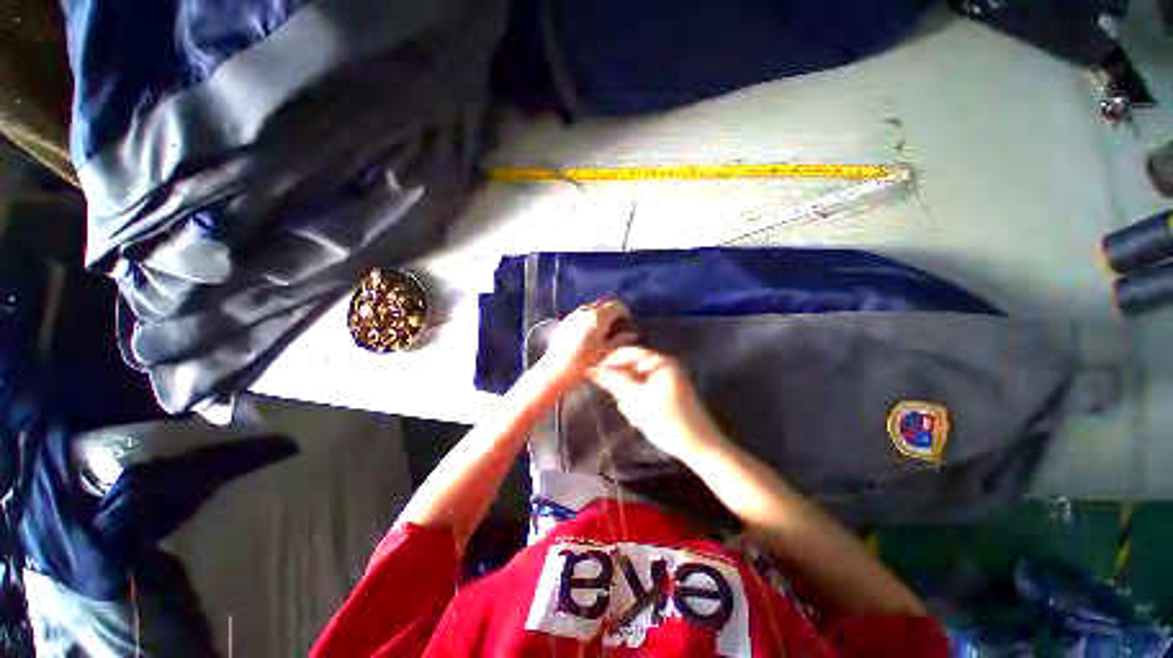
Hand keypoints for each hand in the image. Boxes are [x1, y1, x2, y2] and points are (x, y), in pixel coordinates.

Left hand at [537, 301, 635, 389]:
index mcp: (598, 317)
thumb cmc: (585, 363)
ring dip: (600, 315)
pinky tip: (587, 334)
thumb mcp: (607, 352)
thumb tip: (632, 334)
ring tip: (602, 331)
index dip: (625, 313)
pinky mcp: (564, 321)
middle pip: (603, 305)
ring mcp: (573, 315)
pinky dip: (587, 319)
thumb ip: (621, 340)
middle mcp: (585, 311)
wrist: (557, 370)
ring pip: (591, 309)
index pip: (616, 306)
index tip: (627, 323)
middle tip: (617, 327)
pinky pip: (580, 315)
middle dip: (612, 313)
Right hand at [587, 346, 723, 459]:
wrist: (698, 446)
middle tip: (625, 405)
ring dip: (631, 399)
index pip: (627, 352)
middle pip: (631, 369)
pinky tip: (643, 419)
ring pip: (636, 384)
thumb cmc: (666, 419)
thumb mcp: (636, 399)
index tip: (594, 375)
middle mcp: (664, 366)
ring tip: (637, 416)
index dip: (609, 362)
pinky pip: (645, 394)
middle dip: (623, 387)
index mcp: (659, 362)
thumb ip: (614, 381)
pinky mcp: (667, 394)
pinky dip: (639, 405)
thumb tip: (592, 369)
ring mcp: (666, 381)